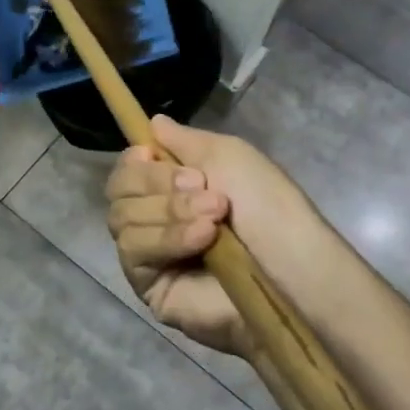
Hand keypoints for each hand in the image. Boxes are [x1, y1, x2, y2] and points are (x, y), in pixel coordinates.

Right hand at [104, 116, 317, 357]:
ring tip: (214, 218)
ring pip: (122, 218)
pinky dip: (166, 238)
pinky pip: (132, 250)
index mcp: (173, 188)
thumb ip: (184, 140)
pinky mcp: (150, 287)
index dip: (135, 161)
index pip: (128, 169)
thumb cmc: (266, 204)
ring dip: (169, 210)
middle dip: (158, 183)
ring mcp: (151, 255)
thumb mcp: (227, 155)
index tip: (152, 154)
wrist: (291, 264)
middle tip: (201, 186)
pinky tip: (202, 239)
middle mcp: (156, 218)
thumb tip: (153, 122)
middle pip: (118, 190)